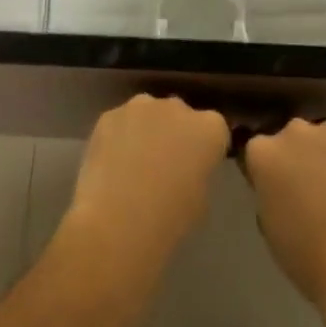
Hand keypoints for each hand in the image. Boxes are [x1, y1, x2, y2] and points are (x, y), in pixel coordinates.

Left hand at [63, 93, 228, 269]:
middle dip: (176, 132)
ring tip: (134, 163)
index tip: (197, 166)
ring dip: (146, 130)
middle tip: (165, 164)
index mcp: (209, 129)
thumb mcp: (200, 200)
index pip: (215, 129)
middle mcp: (177, 107)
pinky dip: (119, 136)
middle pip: (180, 115)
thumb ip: (197, 173)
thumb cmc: (169, 218)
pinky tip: (111, 163)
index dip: (206, 148)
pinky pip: (120, 122)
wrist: (117, 220)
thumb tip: (184, 169)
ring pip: (148, 113)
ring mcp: (140, 106)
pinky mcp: (110, 114)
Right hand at [243, 119, 325, 315]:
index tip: (274, 190)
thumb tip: (279, 184)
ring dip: (324, 155)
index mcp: (262, 151)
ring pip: (322, 139)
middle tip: (306, 189)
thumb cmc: (306, 255)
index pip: (256, 151)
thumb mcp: (268, 222)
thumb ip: (267, 189)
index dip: (265, 171)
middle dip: (295, 157)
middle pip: (289, 138)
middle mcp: (293, 131)